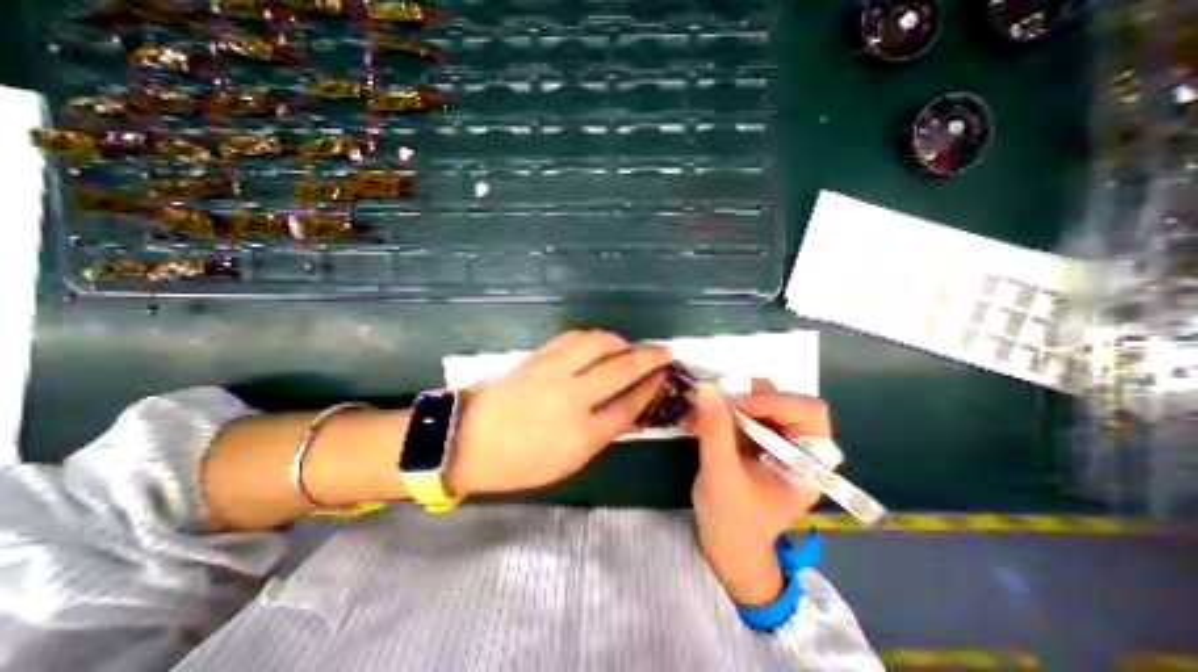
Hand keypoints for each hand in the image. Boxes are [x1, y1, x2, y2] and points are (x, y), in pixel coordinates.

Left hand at [449, 329, 672, 492]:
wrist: (470, 440)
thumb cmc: (521, 462)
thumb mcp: (570, 460)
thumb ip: (603, 432)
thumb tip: (629, 406)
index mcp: (582, 434)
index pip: (629, 404)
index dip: (651, 388)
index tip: (664, 376)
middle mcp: (572, 397)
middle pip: (621, 369)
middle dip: (649, 358)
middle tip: (664, 352)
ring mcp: (553, 372)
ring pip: (599, 344)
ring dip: (621, 342)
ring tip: (629, 347)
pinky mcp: (538, 357)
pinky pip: (574, 337)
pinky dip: (594, 337)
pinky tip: (600, 342)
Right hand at [689, 381, 829, 605]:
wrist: (726, 548)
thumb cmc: (732, 520)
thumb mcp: (721, 474)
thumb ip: (714, 430)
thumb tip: (705, 388)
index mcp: (808, 463)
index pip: (807, 412)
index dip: (774, 402)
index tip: (734, 405)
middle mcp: (798, 448)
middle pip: (784, 401)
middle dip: (749, 397)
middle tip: (718, 400)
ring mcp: (776, 443)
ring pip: (761, 402)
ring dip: (730, 401)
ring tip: (703, 409)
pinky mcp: (756, 441)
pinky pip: (743, 413)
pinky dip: (720, 411)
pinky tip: (698, 419)